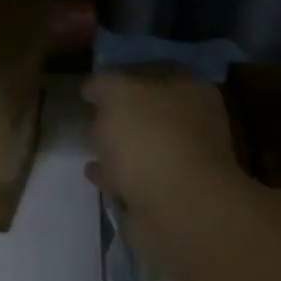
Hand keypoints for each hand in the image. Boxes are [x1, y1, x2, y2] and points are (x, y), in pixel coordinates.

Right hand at [82, 65, 238, 263]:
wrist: (178, 208)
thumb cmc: (150, 139)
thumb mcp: (118, 94)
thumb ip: (103, 84)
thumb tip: (93, 88)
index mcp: (189, 90)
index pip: (154, 72)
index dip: (123, 75)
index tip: (93, 86)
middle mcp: (192, 123)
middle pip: (149, 112)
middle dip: (120, 114)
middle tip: (90, 116)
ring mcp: (183, 162)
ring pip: (143, 147)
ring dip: (117, 147)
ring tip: (88, 146)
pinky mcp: (169, 195)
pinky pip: (135, 178)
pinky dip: (116, 175)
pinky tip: (94, 173)